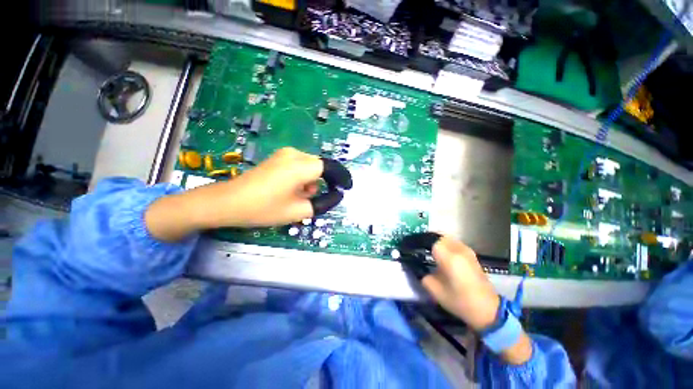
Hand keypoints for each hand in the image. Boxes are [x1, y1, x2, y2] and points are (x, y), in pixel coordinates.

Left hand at [145, 148, 324, 240]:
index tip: (346, 188)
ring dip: (311, 181)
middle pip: (320, 167)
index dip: (341, 178)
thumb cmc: (264, 208)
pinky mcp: (278, 158)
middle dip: (324, 182)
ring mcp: (284, 154)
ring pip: (310, 166)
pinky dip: (302, 177)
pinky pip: (299, 165)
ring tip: (300, 197)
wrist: (228, 202)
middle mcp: (295, 154)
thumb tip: (336, 195)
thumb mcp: (298, 211)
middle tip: (317, 199)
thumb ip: (323, 203)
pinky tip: (291, 189)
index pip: (330, 168)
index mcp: (301, 166)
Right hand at [421, 237, 500, 330]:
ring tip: (425, 250)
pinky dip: (443, 245)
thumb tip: (415, 266)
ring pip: (445, 238)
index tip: (409, 246)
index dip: (417, 242)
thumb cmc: (460, 301)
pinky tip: (439, 254)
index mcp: (448, 256)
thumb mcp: (435, 291)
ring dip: (435, 242)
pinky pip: (453, 243)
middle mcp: (458, 249)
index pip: (428, 240)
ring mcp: (466, 250)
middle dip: (425, 240)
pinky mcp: (471, 254)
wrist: (488, 310)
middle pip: (437, 237)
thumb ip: (422, 275)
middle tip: (416, 247)